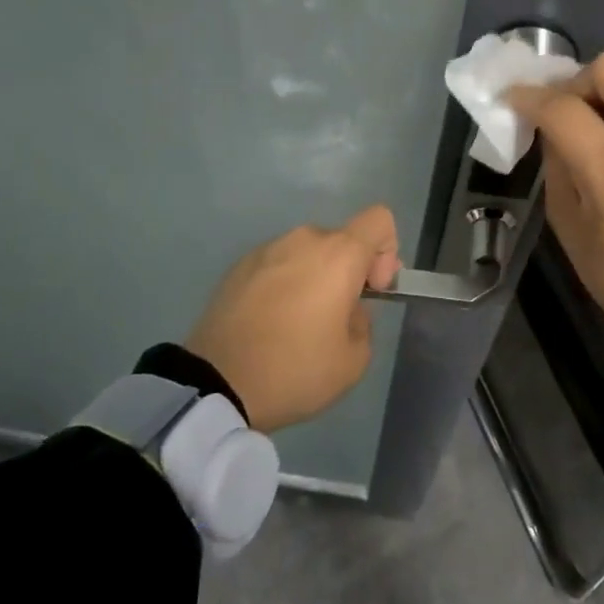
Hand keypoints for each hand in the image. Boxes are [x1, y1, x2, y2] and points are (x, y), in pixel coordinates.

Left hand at [185, 206, 399, 433]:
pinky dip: (284, 284)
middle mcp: (304, 239)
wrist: (216, 384)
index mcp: (339, 254)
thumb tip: (346, 309)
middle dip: (348, 272)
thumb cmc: (294, 370)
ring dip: (314, 277)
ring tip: (297, 323)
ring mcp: (267, 249)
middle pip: (342, 240)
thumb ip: (363, 323)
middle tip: (335, 317)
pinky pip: (277, 264)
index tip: (372, 291)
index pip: (379, 220)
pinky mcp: (239, 266)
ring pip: (307, 253)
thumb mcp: (353, 361)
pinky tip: (269, 322)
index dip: (386, 251)